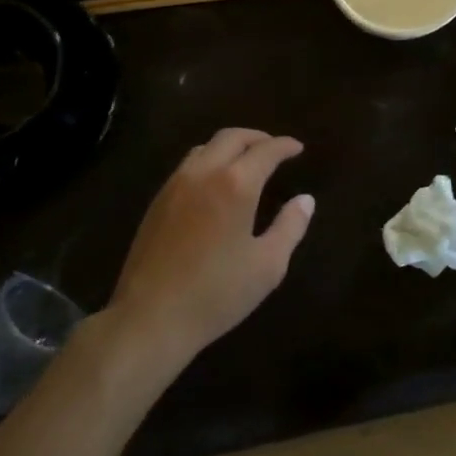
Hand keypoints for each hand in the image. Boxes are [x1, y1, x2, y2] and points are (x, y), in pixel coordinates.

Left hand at [108, 129, 315, 364]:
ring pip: (205, 148)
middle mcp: (204, 173)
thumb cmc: (217, 294)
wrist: (150, 318)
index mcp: (236, 184)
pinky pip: (187, 166)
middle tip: (274, 149)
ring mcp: (175, 185)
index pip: (265, 150)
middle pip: (231, 137)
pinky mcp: (157, 202)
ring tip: (245, 162)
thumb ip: (290, 227)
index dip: (284, 146)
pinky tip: (215, 184)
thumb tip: (305, 200)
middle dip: (257, 138)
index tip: (297, 148)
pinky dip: (208, 161)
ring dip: (229, 146)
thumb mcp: (268, 265)